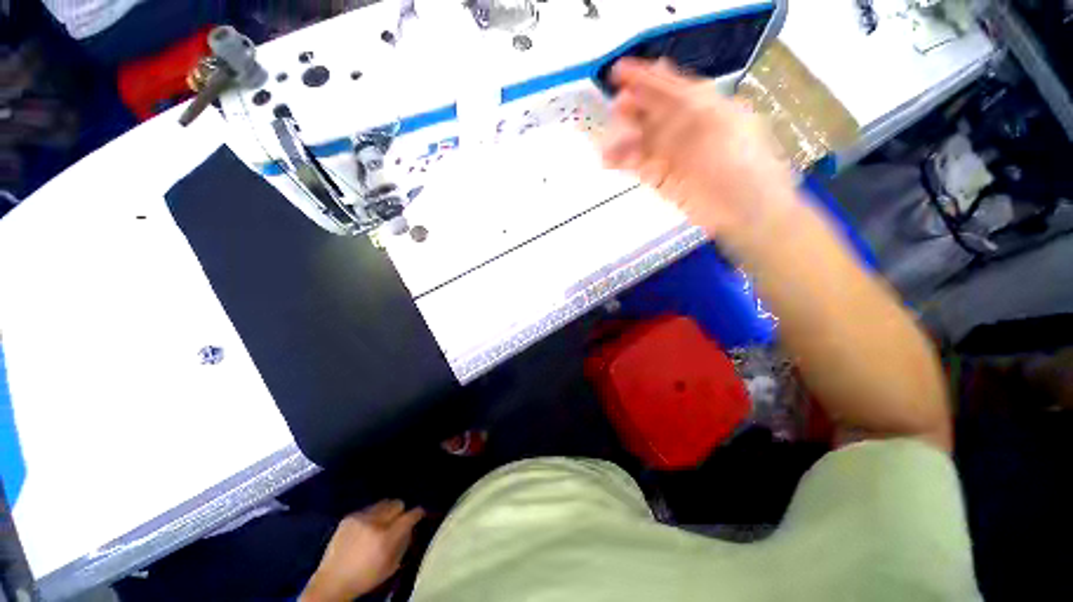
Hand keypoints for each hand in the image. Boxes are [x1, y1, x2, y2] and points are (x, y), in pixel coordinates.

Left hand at [300, 500, 424, 601]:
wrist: (331, 582)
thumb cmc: (365, 578)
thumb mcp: (391, 566)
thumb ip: (404, 543)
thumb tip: (412, 527)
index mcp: (386, 538)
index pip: (410, 516)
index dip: (418, 513)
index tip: (420, 513)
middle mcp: (374, 522)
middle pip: (397, 503)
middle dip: (400, 511)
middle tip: (398, 521)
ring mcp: (360, 517)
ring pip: (383, 503)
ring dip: (385, 512)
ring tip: (381, 524)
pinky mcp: (349, 516)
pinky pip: (368, 509)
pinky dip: (371, 516)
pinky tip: (366, 528)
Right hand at [599, 58, 799, 251]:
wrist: (746, 211)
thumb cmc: (741, 164)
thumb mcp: (716, 126)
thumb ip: (684, 109)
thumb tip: (654, 95)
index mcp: (706, 109)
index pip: (671, 88)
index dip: (645, 78)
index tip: (619, 72)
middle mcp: (689, 129)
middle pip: (653, 114)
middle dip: (632, 108)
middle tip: (613, 107)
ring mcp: (676, 156)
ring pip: (643, 141)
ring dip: (624, 139)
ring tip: (605, 141)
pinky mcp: (666, 180)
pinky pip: (641, 165)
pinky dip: (625, 162)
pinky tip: (610, 160)